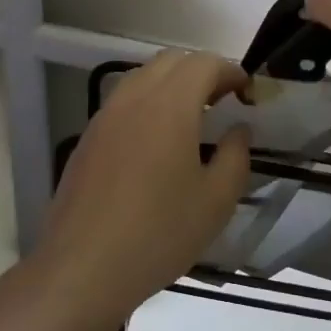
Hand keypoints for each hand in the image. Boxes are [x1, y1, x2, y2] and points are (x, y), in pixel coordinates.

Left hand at [34, 50, 250, 329]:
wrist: (83, 269)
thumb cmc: (159, 234)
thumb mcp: (216, 201)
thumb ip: (235, 156)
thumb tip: (237, 131)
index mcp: (170, 106)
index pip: (204, 63)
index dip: (231, 71)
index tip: (247, 94)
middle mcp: (134, 99)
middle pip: (171, 61)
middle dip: (202, 72)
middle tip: (222, 103)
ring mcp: (104, 117)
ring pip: (142, 77)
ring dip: (171, 85)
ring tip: (191, 121)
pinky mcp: (87, 139)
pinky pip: (122, 102)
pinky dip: (147, 104)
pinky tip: (156, 145)